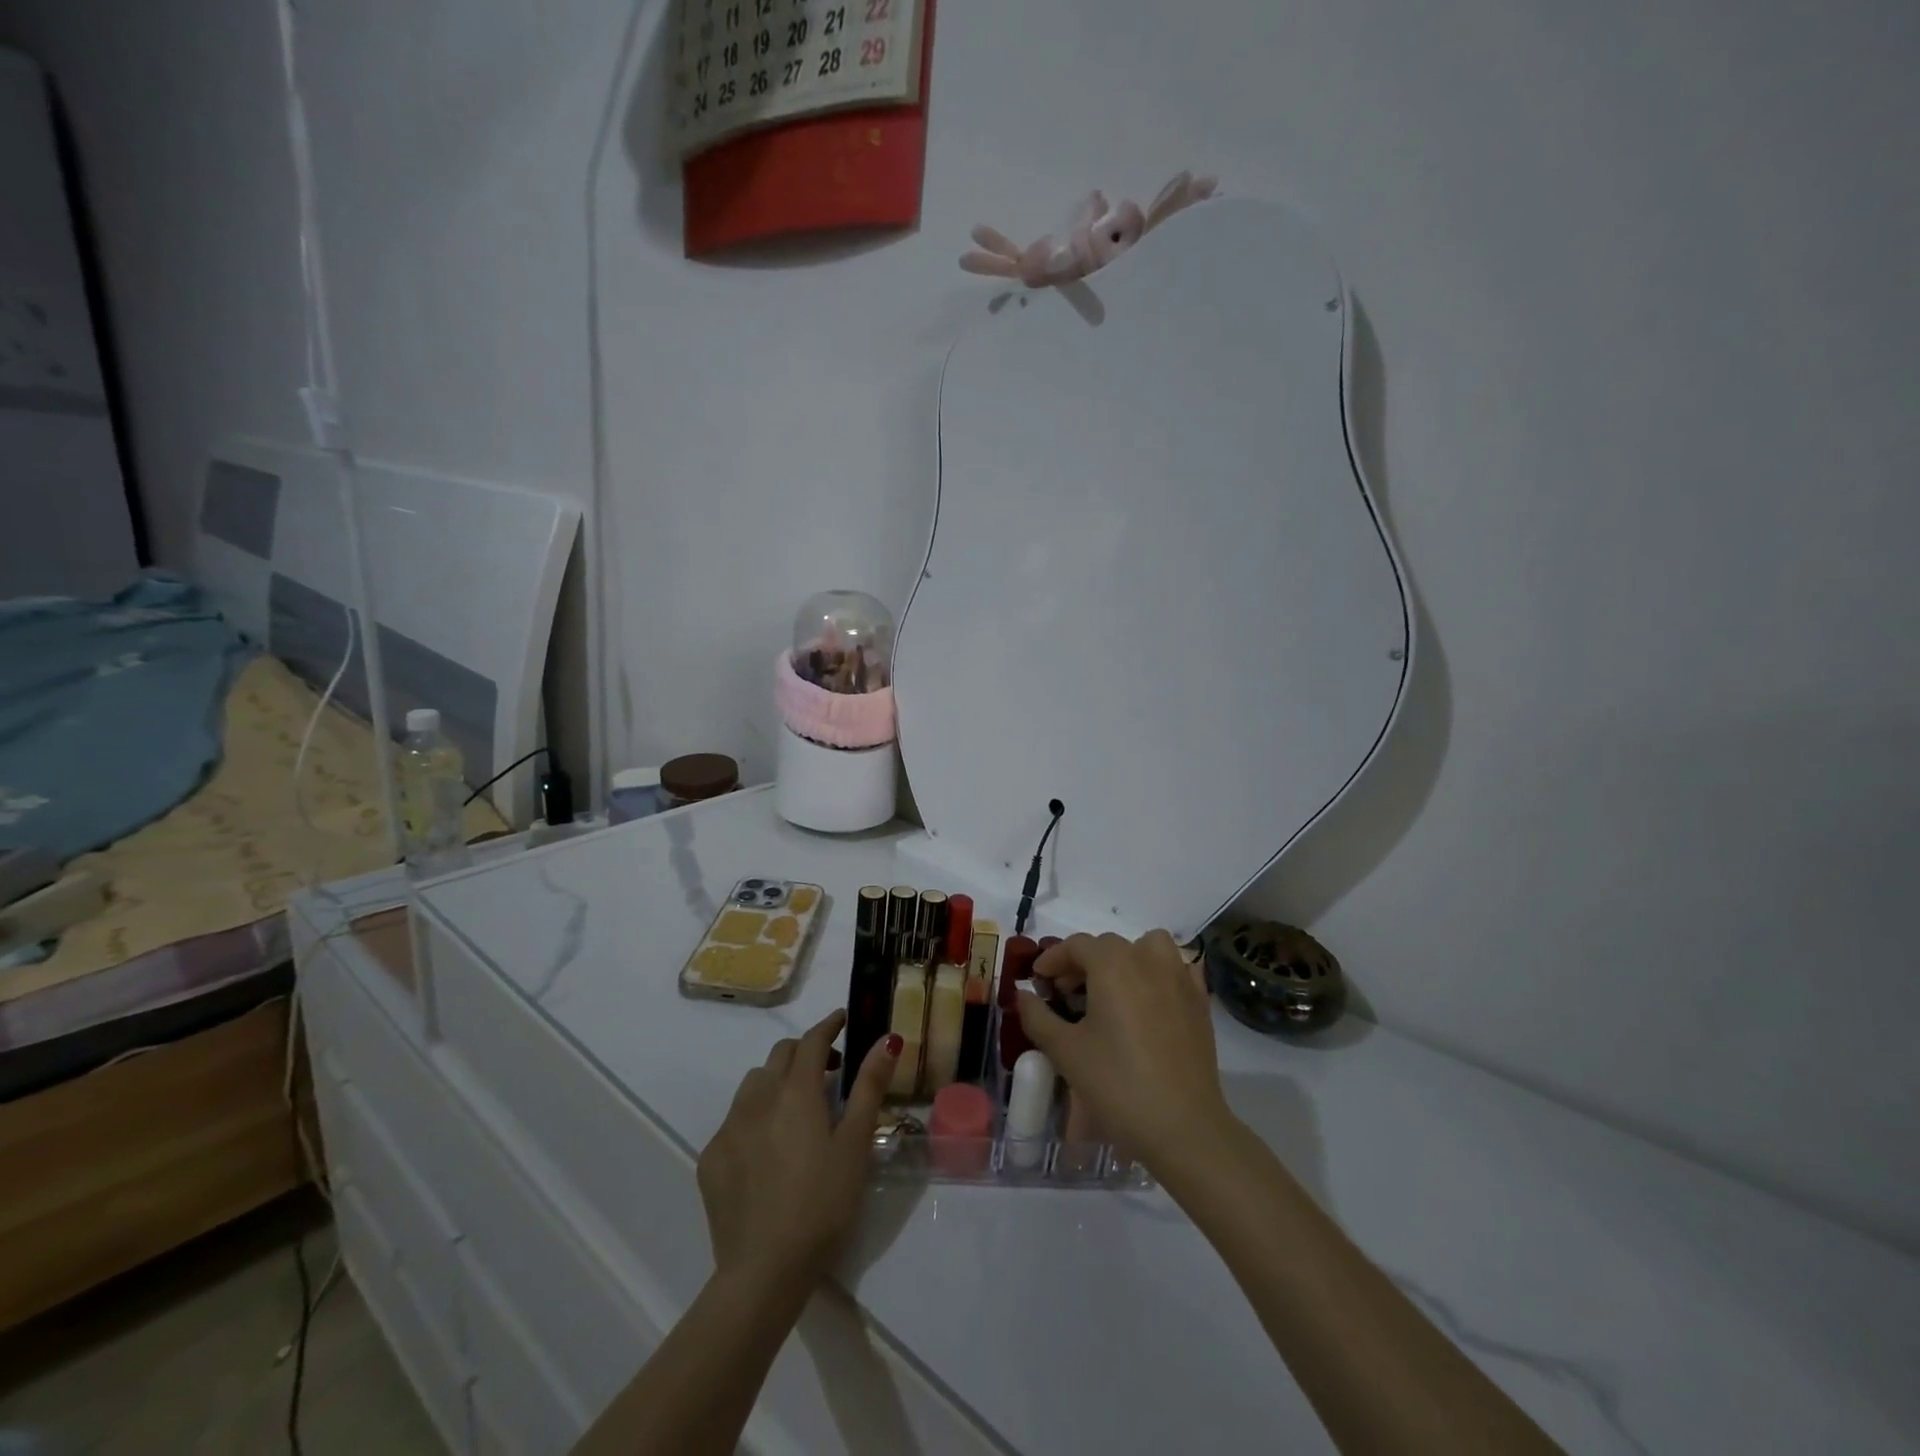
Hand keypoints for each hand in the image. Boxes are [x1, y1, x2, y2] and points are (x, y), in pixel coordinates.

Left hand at [697, 1010, 899, 1291]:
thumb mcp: (856, 1144)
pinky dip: (754, 1118)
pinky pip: (734, 1121)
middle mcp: (757, 1099)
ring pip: (753, 1085)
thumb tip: (887, 1039)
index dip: (829, 1025)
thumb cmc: (823, 1203)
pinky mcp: (711, 1159)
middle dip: (803, 1052)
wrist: (764, 1271)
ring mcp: (729, 1128)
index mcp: (796, 1092)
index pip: (812, 1040)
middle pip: (780, 1056)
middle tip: (828, 1072)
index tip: (843, 1019)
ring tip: (795, 1110)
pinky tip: (767, 1151)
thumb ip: (869, 1086)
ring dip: (776, 1082)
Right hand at [1020, 931, 1233, 1168]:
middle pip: (1109, 945)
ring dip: (1127, 957)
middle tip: (1067, 993)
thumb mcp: (1066, 1051)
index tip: (1039, 981)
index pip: (1076, 945)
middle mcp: (1147, 959)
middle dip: (1083, 962)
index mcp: (1112, 964)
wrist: (1183, 1126)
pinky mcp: (1200, 1001)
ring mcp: (1179, 978)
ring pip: (1149, 947)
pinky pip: (1177, 969)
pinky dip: (1160, 973)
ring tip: (1113, 989)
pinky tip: (1150, 1000)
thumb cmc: (1117, 1083)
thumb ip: (1038, 1016)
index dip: (1053, 959)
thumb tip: (1022, 995)